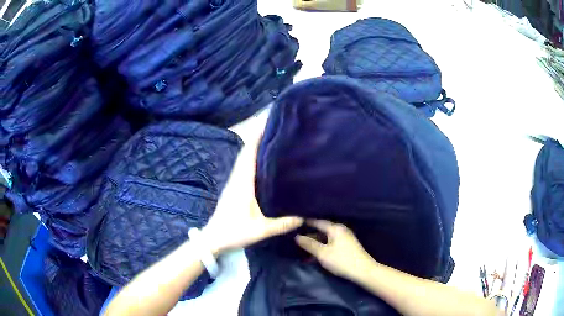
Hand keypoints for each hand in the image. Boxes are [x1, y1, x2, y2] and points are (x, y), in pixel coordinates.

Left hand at [202, 135, 302, 255]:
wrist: (213, 239)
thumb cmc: (234, 232)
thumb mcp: (260, 230)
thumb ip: (282, 224)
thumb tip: (304, 216)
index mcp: (242, 183)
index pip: (248, 154)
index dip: (256, 137)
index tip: (266, 123)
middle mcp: (237, 178)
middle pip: (246, 152)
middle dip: (257, 137)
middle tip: (274, 127)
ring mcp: (233, 183)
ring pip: (244, 158)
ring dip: (254, 146)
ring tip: (270, 138)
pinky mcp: (233, 188)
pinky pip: (243, 167)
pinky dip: (251, 157)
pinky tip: (262, 160)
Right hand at [295, 220, 372, 280]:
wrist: (363, 271)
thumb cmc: (342, 260)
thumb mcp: (322, 253)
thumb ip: (309, 244)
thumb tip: (297, 236)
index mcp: (335, 228)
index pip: (318, 222)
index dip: (307, 223)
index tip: (295, 224)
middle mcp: (341, 230)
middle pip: (322, 230)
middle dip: (310, 234)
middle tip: (296, 238)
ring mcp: (345, 238)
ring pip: (326, 238)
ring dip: (316, 243)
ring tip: (303, 248)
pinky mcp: (347, 246)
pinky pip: (331, 243)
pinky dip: (323, 247)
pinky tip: (316, 254)